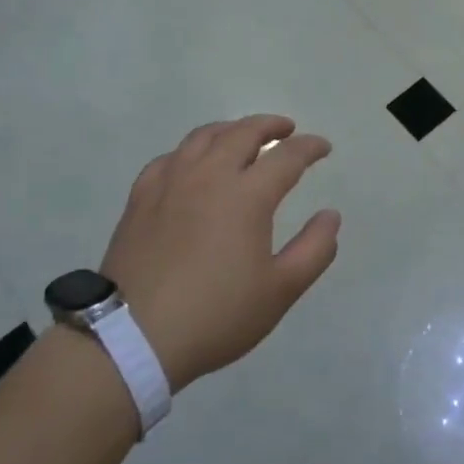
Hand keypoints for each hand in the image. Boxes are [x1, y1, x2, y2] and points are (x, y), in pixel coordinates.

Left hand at [102, 115, 339, 390]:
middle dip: (270, 125)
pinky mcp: (141, 198)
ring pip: (204, 137)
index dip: (310, 147)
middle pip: (243, 133)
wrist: (132, 338)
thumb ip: (314, 249)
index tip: (323, 148)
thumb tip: (331, 215)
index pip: (287, 156)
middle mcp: (209, 176)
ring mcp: (170, 183)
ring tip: (242, 136)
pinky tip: (192, 163)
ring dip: (231, 129)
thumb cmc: (216, 315)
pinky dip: (191, 151)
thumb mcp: (280, 291)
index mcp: (247, 195)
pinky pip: (170, 157)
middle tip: (286, 129)